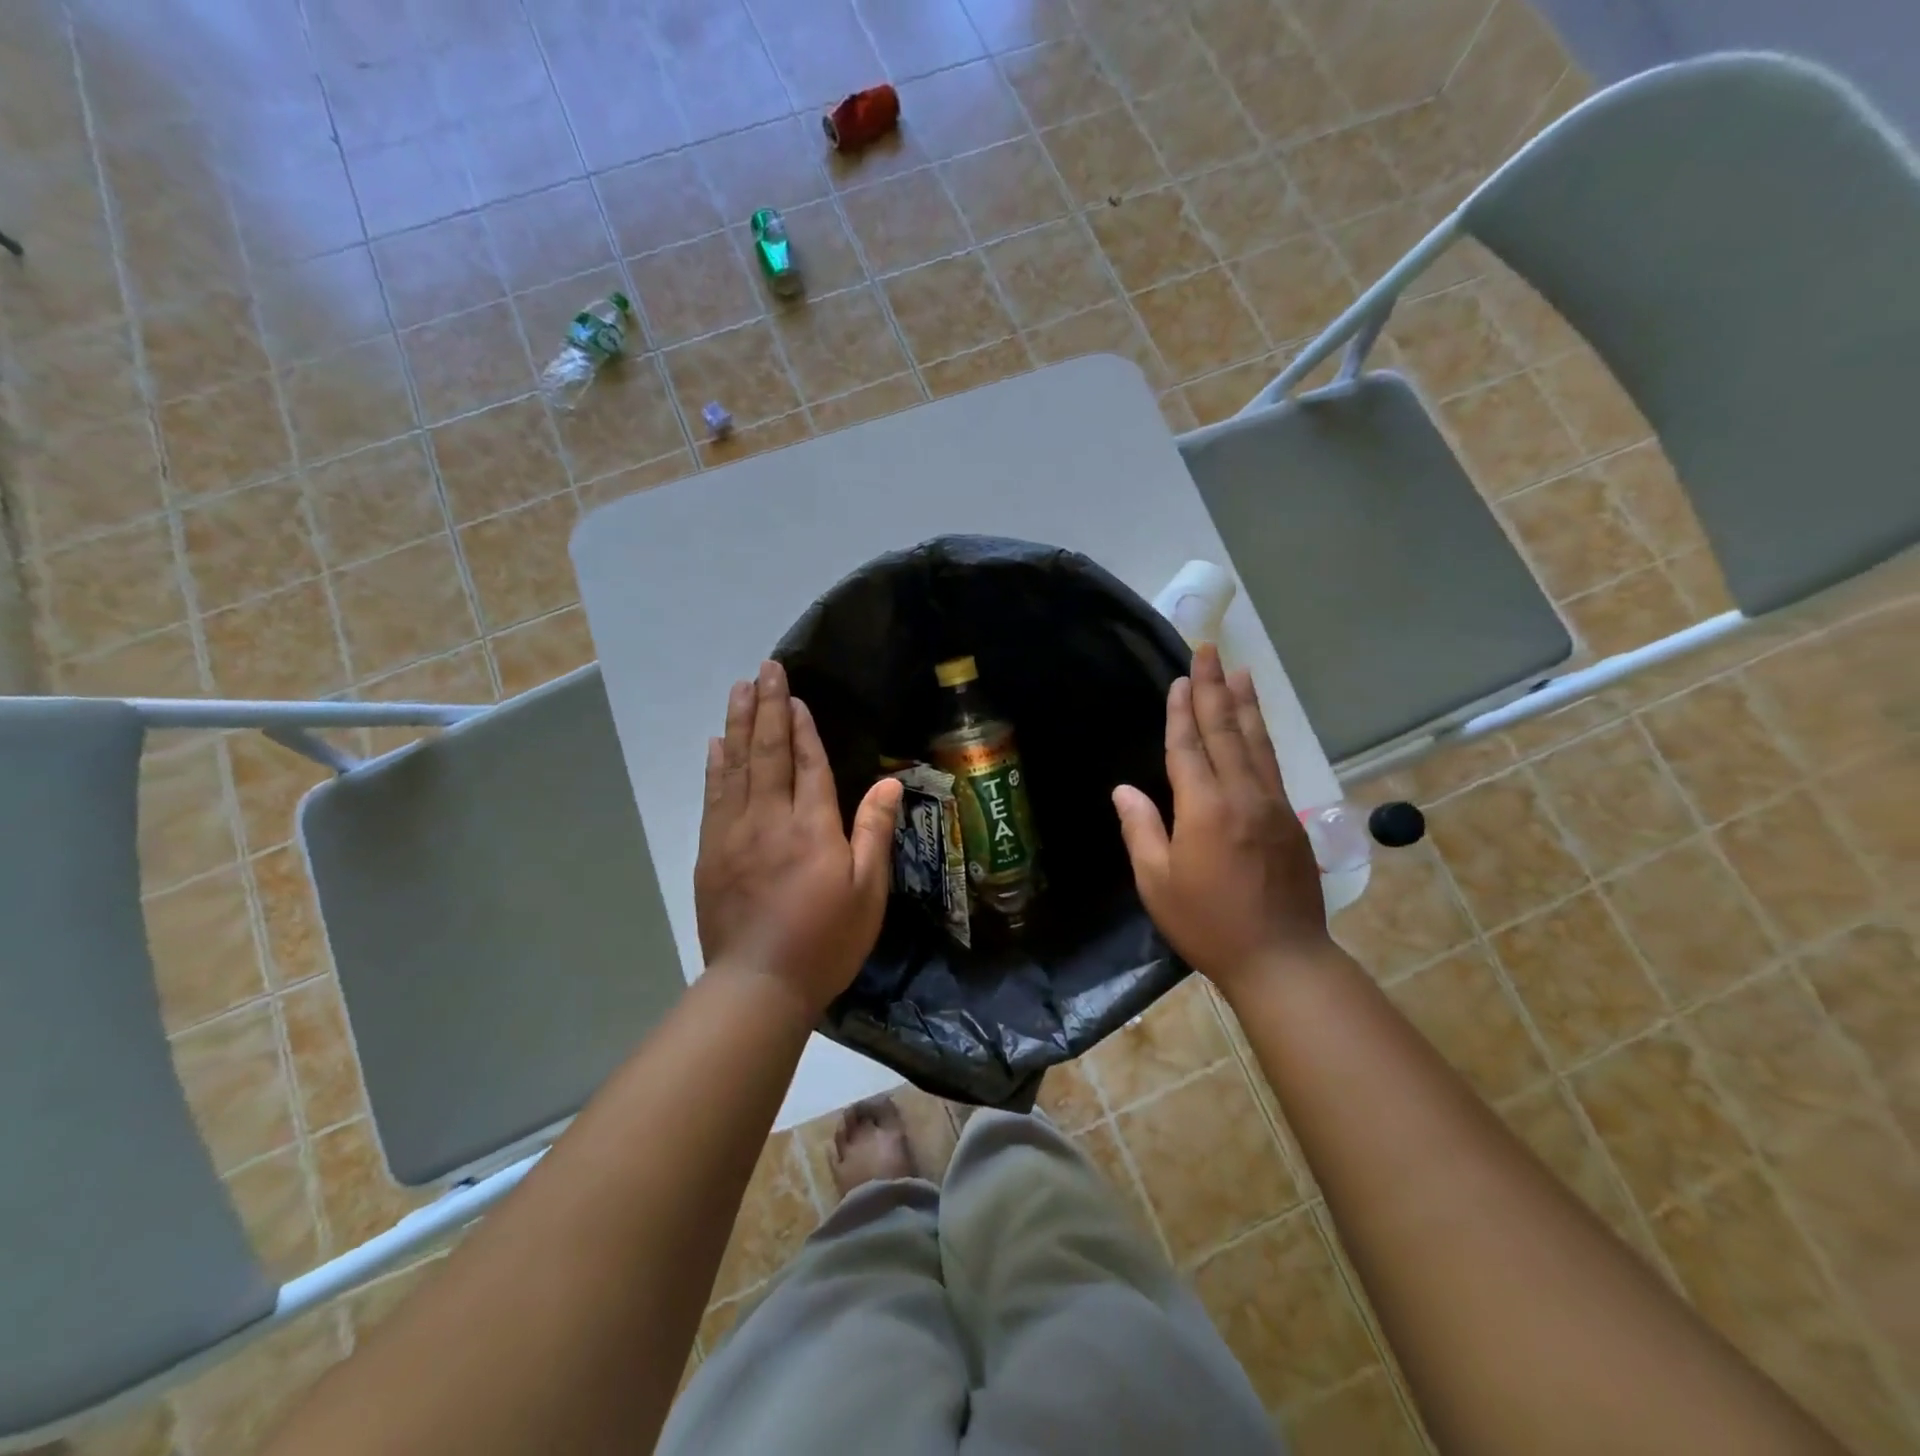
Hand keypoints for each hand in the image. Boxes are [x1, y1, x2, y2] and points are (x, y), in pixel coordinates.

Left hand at [694, 661, 902, 1019]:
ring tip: (739, 689)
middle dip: (767, 707)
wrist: (759, 984)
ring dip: (737, 724)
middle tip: (765, 669)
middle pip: (767, 752)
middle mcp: (770, 819)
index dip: (803, 727)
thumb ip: (874, 832)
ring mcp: (733, 833)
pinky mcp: (710, 852)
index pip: (808, 763)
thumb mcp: (867, 892)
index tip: (795, 695)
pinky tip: (715, 743)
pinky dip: (715, 765)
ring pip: (735, 766)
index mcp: (812, 827)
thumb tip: (886, 782)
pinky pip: (713, 796)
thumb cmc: (825, 940)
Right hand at [1111, 644, 1331, 994]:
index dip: (1181, 712)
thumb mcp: (1157, 882)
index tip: (1180, 679)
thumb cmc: (1208, 924)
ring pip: (1256, 743)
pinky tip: (1258, 725)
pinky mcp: (1291, 820)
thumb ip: (1142, 830)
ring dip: (1245, 705)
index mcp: (1204, 809)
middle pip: (1225, 732)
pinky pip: (1273, 765)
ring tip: (1240, 671)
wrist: (1281, 958)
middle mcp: (1242, 796)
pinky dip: (1263, 737)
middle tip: (1209, 651)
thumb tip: (1124, 789)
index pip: (1189, 748)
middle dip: (1214, 689)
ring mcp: (1272, 805)